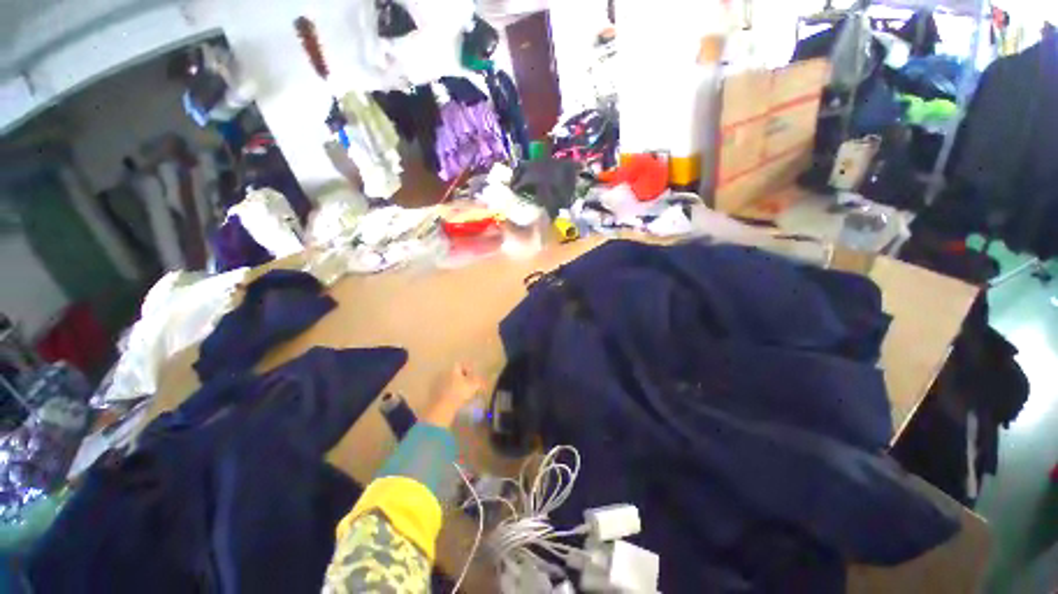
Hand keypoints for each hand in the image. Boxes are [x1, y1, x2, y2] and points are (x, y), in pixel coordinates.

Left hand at [422, 363, 484, 427]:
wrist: (441, 408)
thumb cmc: (459, 393)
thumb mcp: (474, 385)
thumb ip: (479, 380)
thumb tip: (482, 379)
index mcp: (453, 368)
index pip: (461, 364)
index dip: (468, 370)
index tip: (473, 378)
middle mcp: (443, 372)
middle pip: (454, 373)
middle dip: (461, 378)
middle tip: (467, 386)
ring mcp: (436, 382)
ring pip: (448, 381)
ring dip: (453, 385)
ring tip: (460, 394)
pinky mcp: (432, 393)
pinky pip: (442, 390)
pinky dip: (447, 392)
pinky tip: (452, 399)